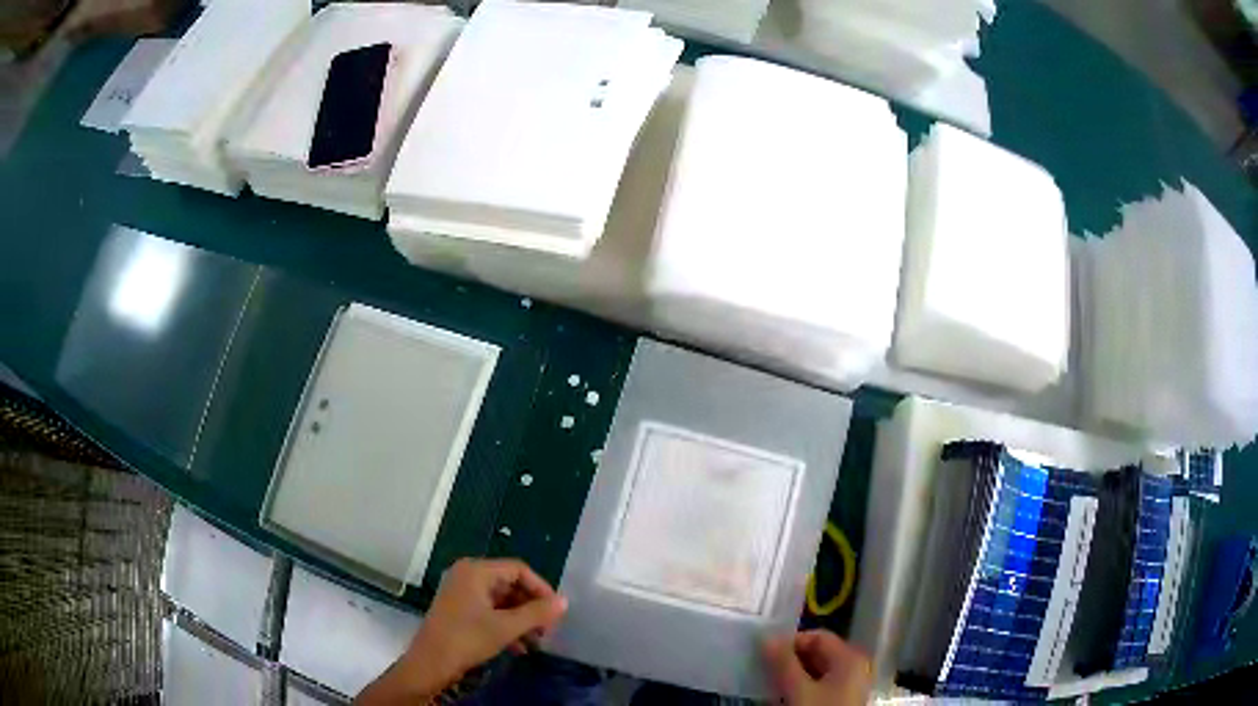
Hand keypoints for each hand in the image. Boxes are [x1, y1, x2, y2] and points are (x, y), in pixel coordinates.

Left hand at [355, 559, 566, 703]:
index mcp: (476, 571)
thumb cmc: (467, 639)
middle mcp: (468, 575)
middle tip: (548, 629)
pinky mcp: (459, 609)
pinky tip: (519, 647)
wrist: (430, 663)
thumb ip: (536, 613)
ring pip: (502, 600)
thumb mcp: (506, 627)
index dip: (541, 588)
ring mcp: (462, 592)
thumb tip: (564, 601)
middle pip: (510, 584)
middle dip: (531, 607)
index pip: (518, 569)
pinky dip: (506, 625)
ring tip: (536, 641)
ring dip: (521, 620)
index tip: (556, 611)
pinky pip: (490, 610)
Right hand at [764, 630, 871, 705]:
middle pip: (818, 653)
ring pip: (817, 671)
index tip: (765, 655)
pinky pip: (820, 685)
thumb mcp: (798, 690)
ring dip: (793, 675)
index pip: (817, 637)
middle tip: (763, 669)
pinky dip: (802, 687)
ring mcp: (850, 685)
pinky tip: (784, 697)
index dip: (790, 642)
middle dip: (790, 660)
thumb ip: (783, 663)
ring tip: (770, 684)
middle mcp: (854, 666)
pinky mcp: (842, 700)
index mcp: (850, 657)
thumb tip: (767, 638)